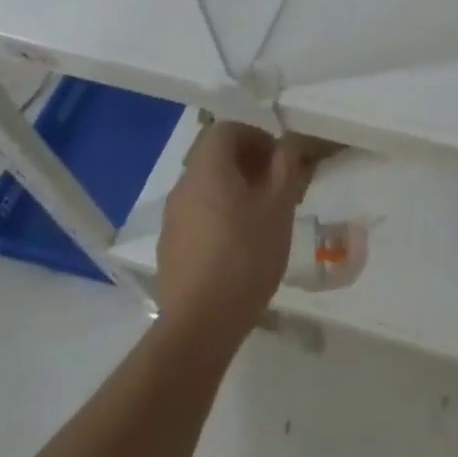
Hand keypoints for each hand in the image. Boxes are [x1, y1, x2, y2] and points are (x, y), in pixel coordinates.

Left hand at [157, 121, 312, 351]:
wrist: (200, 326)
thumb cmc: (245, 255)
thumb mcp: (279, 206)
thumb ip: (286, 167)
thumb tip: (287, 144)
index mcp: (207, 170)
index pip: (227, 130)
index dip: (256, 137)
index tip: (278, 161)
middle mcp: (183, 187)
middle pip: (215, 158)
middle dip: (248, 165)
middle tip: (277, 189)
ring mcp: (172, 220)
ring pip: (207, 189)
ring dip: (234, 192)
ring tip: (262, 219)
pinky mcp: (170, 250)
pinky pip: (198, 217)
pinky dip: (219, 217)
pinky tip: (239, 248)